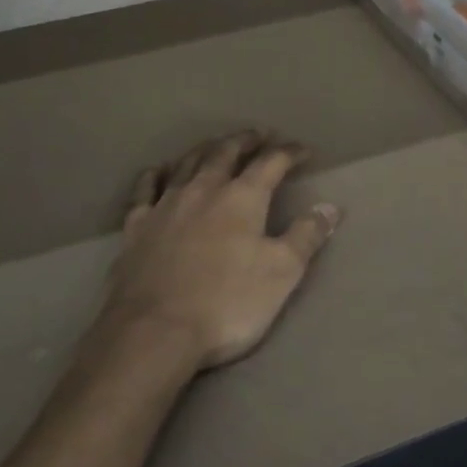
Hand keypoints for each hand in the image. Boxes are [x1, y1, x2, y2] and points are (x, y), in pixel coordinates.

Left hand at [102, 132, 340, 370]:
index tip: (304, 151)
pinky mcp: (136, 227)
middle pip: (226, 153)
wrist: (154, 331)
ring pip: (187, 164)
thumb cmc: (227, 303)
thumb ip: (306, 236)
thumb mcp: (281, 273)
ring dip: (205, 149)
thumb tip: (330, 207)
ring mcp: (165, 205)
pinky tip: (159, 171)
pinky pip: (145, 190)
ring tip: (216, 145)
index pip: (271, 163)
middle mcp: (203, 190)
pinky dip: (156, 175)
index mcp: (241, 198)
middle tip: (259, 135)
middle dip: (246, 141)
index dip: (290, 153)